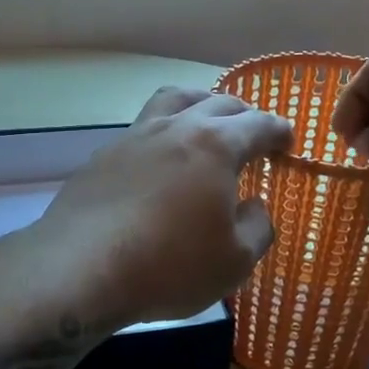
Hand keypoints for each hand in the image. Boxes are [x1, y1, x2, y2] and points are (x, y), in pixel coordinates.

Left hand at [32, 87, 293, 325]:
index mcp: (215, 145)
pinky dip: (162, 133)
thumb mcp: (234, 260)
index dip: (278, 130)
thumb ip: (256, 227)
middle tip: (252, 132)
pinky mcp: (102, 156)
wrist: (82, 268)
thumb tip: (254, 205)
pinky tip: (159, 160)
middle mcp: (175, 128)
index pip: (258, 124)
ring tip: (205, 121)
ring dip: (197, 104)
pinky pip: (141, 129)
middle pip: (217, 102)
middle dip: (242, 114)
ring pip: (172, 101)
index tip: (287, 140)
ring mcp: (133, 137)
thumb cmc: (170, 265)